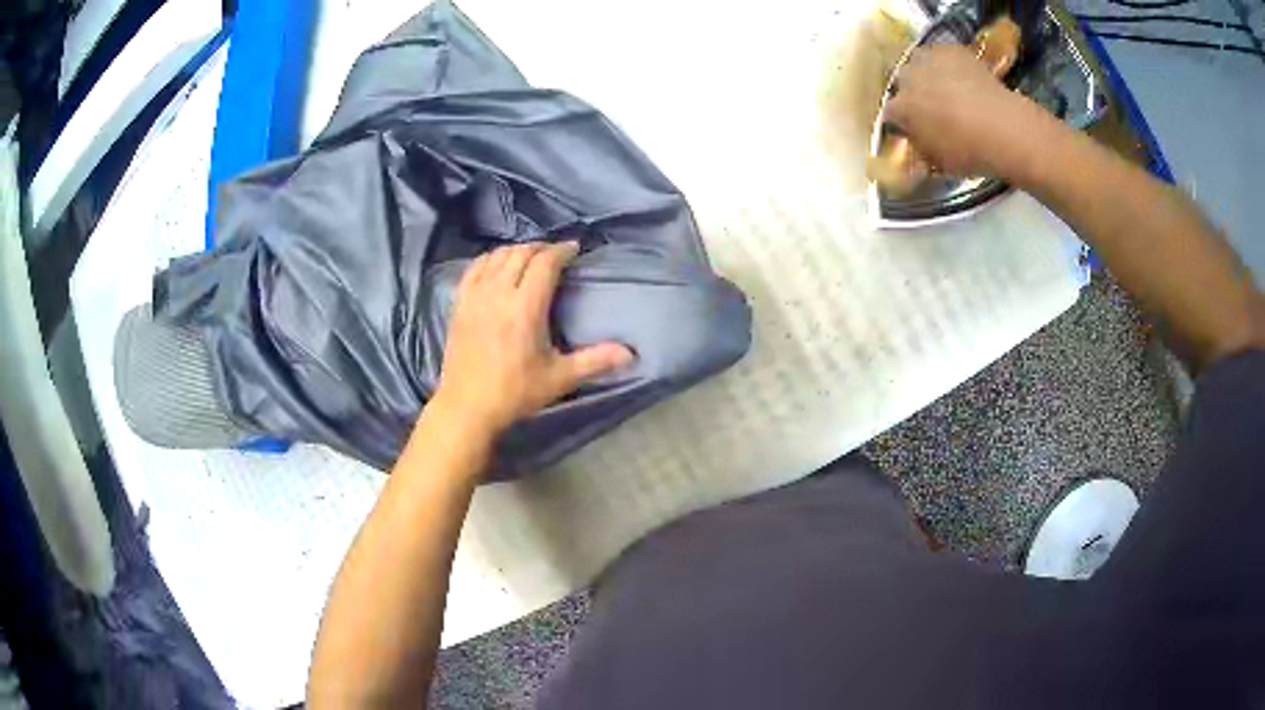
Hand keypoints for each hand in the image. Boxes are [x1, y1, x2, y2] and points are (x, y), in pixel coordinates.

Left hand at [429, 242, 633, 437]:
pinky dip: (489, 259)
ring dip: (516, 251)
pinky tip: (496, 265)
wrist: (467, 407)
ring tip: (529, 257)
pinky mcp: (459, 304)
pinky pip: (473, 268)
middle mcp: (499, 294)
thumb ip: (595, 361)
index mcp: (525, 308)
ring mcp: (475, 297)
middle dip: (540, 248)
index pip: (544, 263)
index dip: (561, 250)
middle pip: (521, 253)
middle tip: (555, 254)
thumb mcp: (559, 379)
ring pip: (496, 256)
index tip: (574, 249)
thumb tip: (630, 354)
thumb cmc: (515, 393)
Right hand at [884, 44, 1044, 179]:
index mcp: (901, 108)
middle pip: (902, 81)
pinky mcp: (952, 50)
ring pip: (918, 61)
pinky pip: (943, 54)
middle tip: (928, 105)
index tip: (912, 128)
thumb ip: (921, 149)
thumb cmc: (970, 152)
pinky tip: (961, 76)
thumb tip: (915, 143)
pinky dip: (948, 63)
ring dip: (925, 71)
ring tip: (943, 85)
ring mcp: (929, 59)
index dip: (901, 121)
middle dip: (910, 91)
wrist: (1005, 128)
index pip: (890, 113)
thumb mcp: (940, 162)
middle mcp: (908, 78)